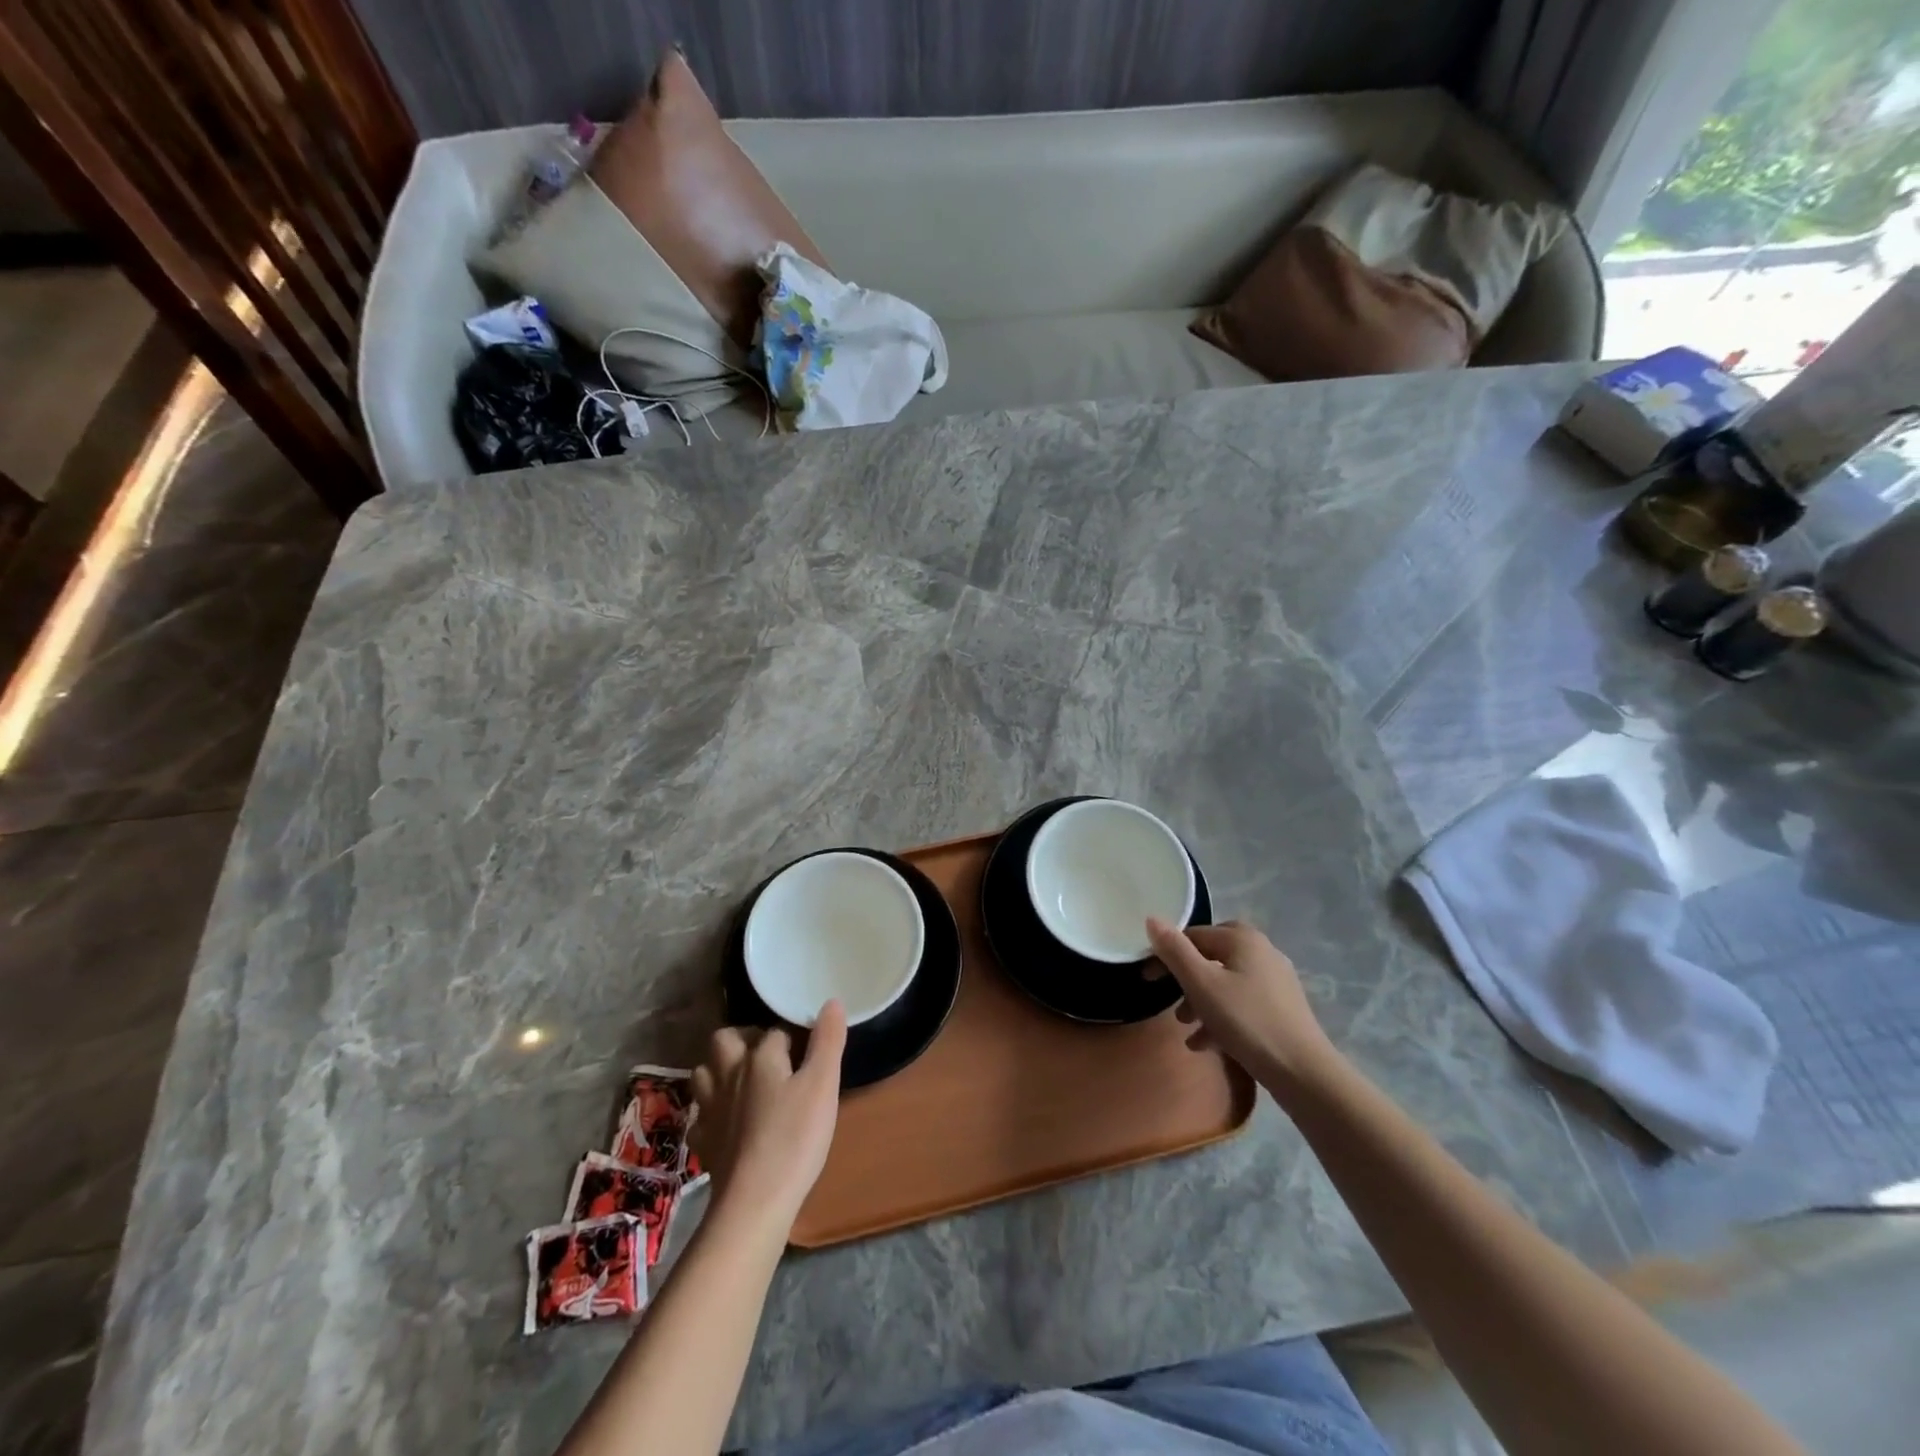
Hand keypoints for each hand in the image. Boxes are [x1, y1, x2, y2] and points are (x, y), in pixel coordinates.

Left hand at [690, 1002, 846, 1232]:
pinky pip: (700, 1116)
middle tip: (768, 1052)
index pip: (775, 1031)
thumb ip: (827, 1041)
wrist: (753, 1203)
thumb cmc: (794, 1139)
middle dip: (743, 1038)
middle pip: (724, 1040)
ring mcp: (711, 1110)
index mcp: (759, 1057)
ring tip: (744, 1079)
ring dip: (720, 1069)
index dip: (793, 1036)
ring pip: (704, 1073)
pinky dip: (711, 1111)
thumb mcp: (823, 1086)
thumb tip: (831, 1002)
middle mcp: (729, 1075)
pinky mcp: (704, 1143)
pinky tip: (727, 1121)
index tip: (809, 1050)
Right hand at [1146, 918, 1339, 1085]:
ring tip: (1186, 1028)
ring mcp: (1276, 981)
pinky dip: (1221, 1018)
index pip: (1193, 935)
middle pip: (1211, 957)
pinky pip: (1241, 1003)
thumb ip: (1174, 950)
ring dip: (1201, 1003)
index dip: (1167, 955)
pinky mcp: (1282, 1008)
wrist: (1303, 1073)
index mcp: (1243, 939)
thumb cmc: (1246, 1021)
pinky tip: (1206, 1044)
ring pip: (1225, 983)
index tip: (1149, 980)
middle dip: (1187, 981)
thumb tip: (1152, 919)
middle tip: (1171, 1002)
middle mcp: (1262, 951)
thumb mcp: (1201, 984)